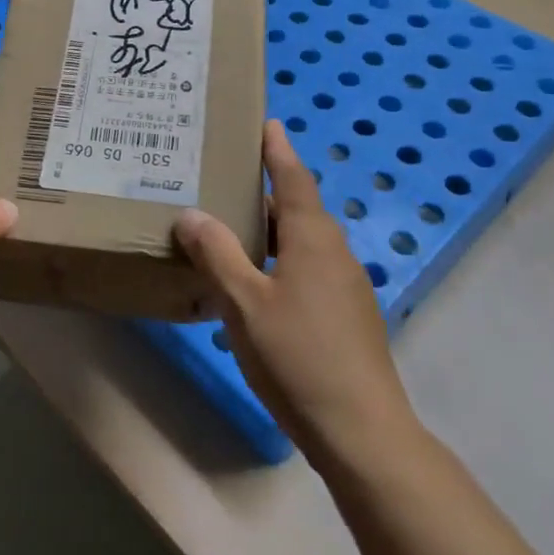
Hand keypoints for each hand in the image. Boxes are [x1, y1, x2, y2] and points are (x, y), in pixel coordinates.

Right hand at [175, 119, 419, 470]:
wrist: (363, 432)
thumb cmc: (299, 356)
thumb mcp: (244, 303)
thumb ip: (217, 254)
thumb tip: (191, 214)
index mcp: (313, 238)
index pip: (293, 177)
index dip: (277, 149)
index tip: (267, 122)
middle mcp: (334, 252)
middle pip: (296, 207)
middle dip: (263, 190)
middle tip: (223, 177)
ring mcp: (345, 286)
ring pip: (301, 241)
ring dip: (269, 228)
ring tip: (229, 226)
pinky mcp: (347, 315)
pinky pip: (308, 268)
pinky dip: (279, 259)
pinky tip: (254, 282)